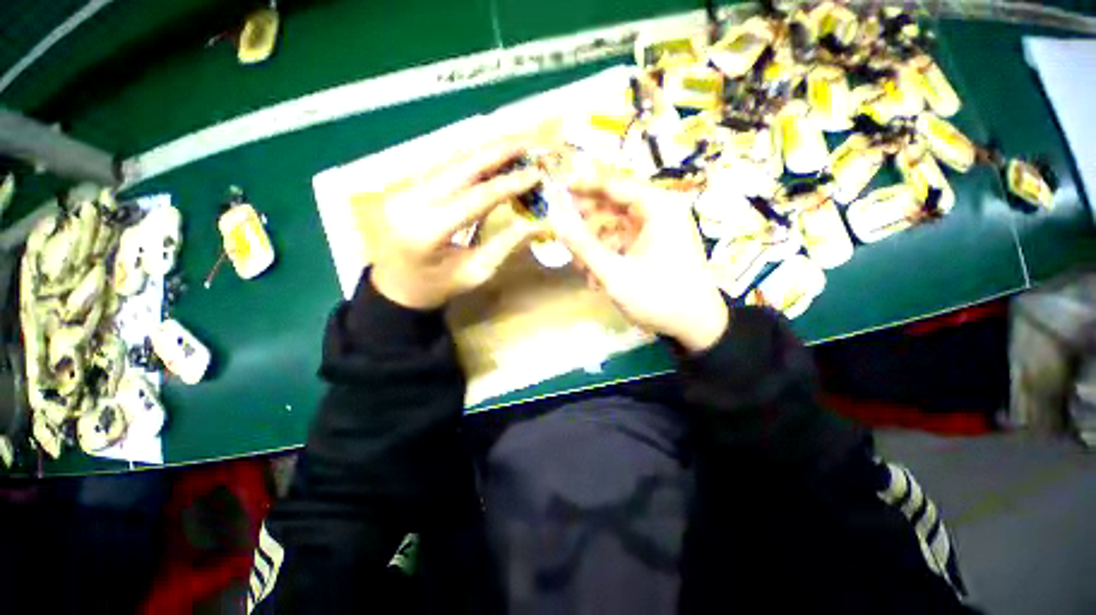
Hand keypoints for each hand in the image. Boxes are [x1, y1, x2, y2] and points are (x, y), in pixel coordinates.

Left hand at [370, 137, 542, 309]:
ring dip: (486, 150)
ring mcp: (403, 190)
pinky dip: (471, 159)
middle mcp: (410, 202)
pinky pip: (443, 166)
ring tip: (516, 145)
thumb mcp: (476, 272)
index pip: (475, 197)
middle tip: (530, 141)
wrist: (398, 286)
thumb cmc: (439, 287)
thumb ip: (505, 245)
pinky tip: (492, 156)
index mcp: (427, 231)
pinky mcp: (406, 186)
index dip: (509, 183)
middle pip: (461, 166)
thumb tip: (535, 223)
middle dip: (499, 150)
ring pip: (451, 160)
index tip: (536, 172)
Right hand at [550, 178, 728, 352]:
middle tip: (567, 239)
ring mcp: (657, 232)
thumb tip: (556, 220)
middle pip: (613, 207)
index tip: (560, 189)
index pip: (614, 185)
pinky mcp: (653, 248)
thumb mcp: (615, 273)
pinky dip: (607, 257)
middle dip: (588, 227)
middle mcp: (659, 213)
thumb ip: (583, 246)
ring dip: (595, 248)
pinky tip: (596, 279)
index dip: (585, 187)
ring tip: (582, 271)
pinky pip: (623, 244)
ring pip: (614, 228)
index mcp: (657, 208)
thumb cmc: (658, 297)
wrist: (696, 326)